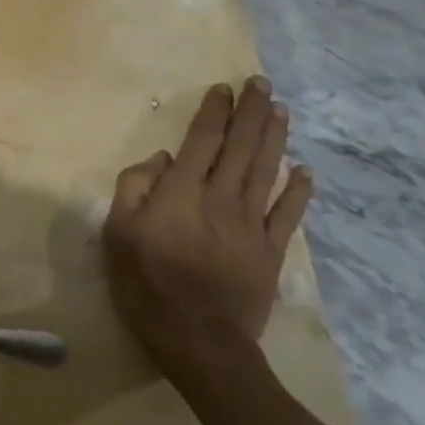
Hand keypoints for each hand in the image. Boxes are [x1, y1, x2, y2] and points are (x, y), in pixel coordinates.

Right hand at [103, 77, 312, 360]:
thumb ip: (135, 188)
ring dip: (276, 138)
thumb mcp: (118, 233)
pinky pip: (289, 215)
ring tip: (281, 110)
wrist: (200, 342)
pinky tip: (306, 171)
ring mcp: (252, 225)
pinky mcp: (271, 252)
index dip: (214, 112)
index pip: (203, 140)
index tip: (223, 88)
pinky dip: (299, 191)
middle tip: (261, 83)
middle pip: (241, 147)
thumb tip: (162, 159)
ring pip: (268, 171)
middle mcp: (222, 198)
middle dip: (251, 112)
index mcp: (183, 192)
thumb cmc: (148, 285)